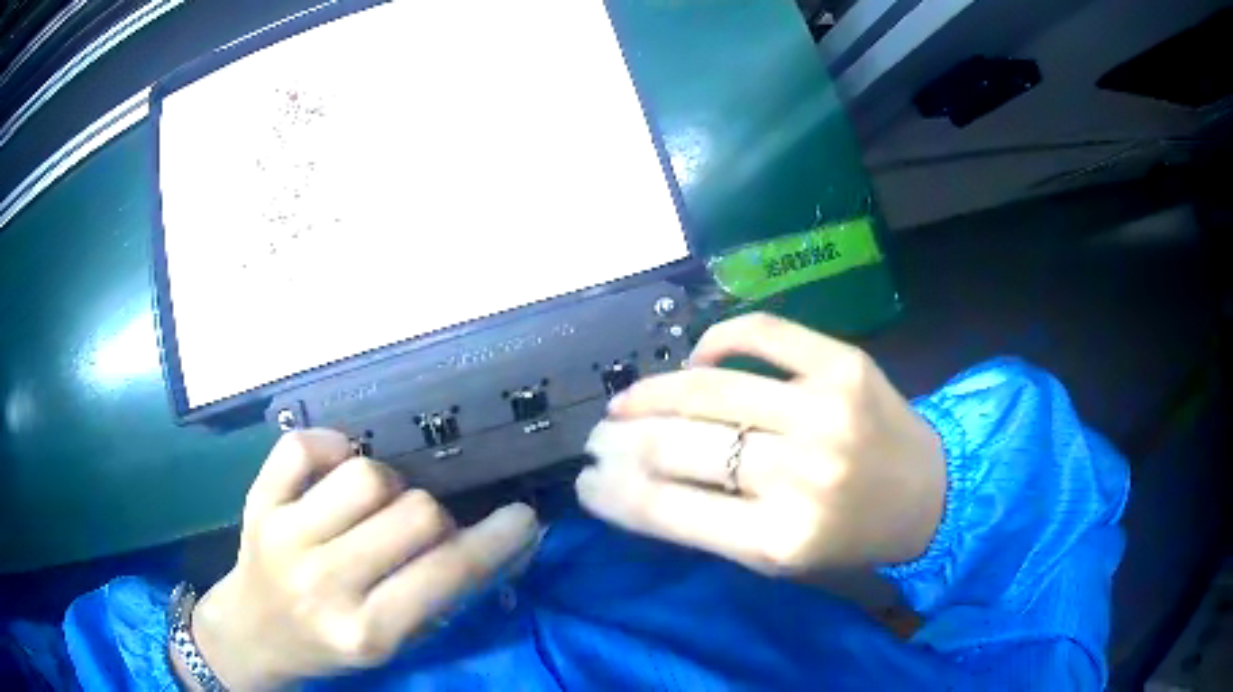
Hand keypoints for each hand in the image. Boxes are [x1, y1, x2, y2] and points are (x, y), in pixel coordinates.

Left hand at [185, 430, 538, 689]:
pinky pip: (304, 446)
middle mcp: (323, 582)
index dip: (496, 540)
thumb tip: (502, 547)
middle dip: (436, 518)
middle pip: (413, 513)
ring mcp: (284, 535)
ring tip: (379, 505)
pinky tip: (339, 467)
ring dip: (390, 485)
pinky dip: (333, 446)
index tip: (522, 518)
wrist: (253, 634)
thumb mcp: (391, 645)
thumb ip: (441, 599)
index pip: (447, 573)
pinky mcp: (258, 502)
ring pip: (367, 474)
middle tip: (425, 532)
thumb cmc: (329, 647)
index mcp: (365, 631)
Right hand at [576, 313, 944, 576]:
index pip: (667, 510)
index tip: (586, 482)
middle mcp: (800, 474)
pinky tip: (696, 359)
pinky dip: (717, 341)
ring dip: (651, 393)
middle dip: (622, 442)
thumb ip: (709, 526)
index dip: (613, 493)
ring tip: (626, 402)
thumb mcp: (778, 560)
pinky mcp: (843, 364)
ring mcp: (824, 410)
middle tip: (599, 439)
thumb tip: (636, 485)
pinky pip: (762, 333)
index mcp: (780, 540)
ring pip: (708, 388)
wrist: (931, 494)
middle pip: (680, 446)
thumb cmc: (851, 539)